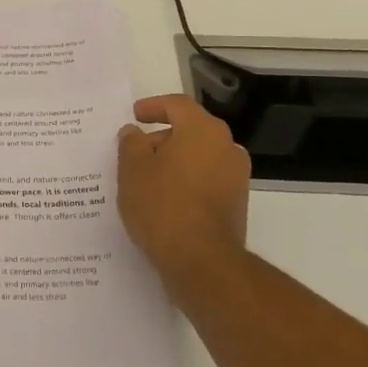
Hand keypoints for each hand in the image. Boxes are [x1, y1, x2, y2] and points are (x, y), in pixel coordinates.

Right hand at [118, 95, 251, 298]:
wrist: (201, 261)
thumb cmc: (162, 205)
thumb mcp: (132, 169)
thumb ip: (131, 143)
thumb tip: (135, 133)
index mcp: (203, 130)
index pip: (177, 105)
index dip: (152, 106)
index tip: (134, 115)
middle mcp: (226, 147)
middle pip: (190, 130)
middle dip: (161, 137)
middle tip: (134, 151)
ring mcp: (236, 177)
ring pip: (198, 157)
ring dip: (174, 162)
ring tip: (144, 178)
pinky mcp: (236, 204)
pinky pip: (205, 180)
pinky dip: (185, 182)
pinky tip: (163, 199)